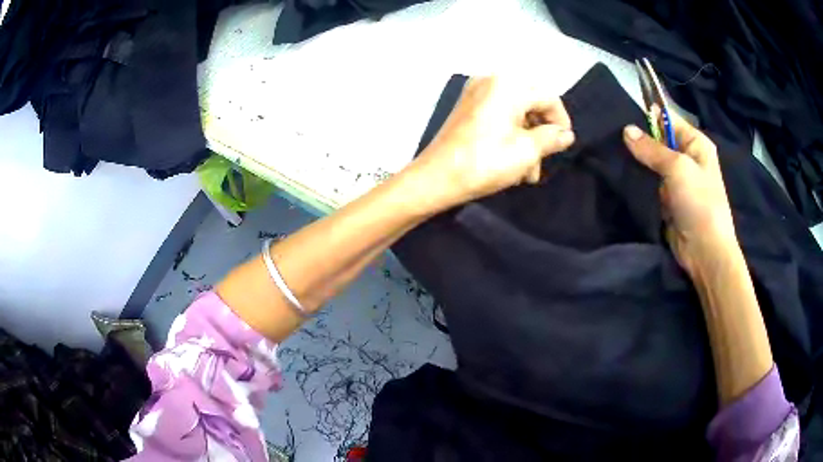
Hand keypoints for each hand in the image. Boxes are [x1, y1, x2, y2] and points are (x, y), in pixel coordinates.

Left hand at [413, 76, 574, 207]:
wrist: (436, 178)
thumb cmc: (485, 162)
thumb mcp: (527, 151)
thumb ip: (552, 138)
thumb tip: (566, 134)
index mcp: (508, 84)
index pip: (548, 98)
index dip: (561, 122)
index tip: (564, 146)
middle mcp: (491, 80)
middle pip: (531, 103)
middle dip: (541, 135)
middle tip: (543, 162)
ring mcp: (476, 92)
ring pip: (515, 113)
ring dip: (526, 140)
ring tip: (528, 172)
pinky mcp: (467, 107)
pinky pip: (498, 115)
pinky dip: (509, 135)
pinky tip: (512, 162)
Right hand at [623, 113, 738, 275]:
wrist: (705, 251)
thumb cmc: (699, 202)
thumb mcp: (677, 168)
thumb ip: (651, 149)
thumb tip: (626, 130)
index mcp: (695, 143)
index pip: (668, 120)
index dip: (647, 118)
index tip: (623, 120)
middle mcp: (686, 158)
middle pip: (657, 141)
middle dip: (639, 142)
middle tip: (613, 140)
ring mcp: (676, 180)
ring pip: (651, 164)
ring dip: (637, 163)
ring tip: (613, 158)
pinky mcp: (666, 200)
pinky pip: (649, 184)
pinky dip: (638, 182)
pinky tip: (621, 177)